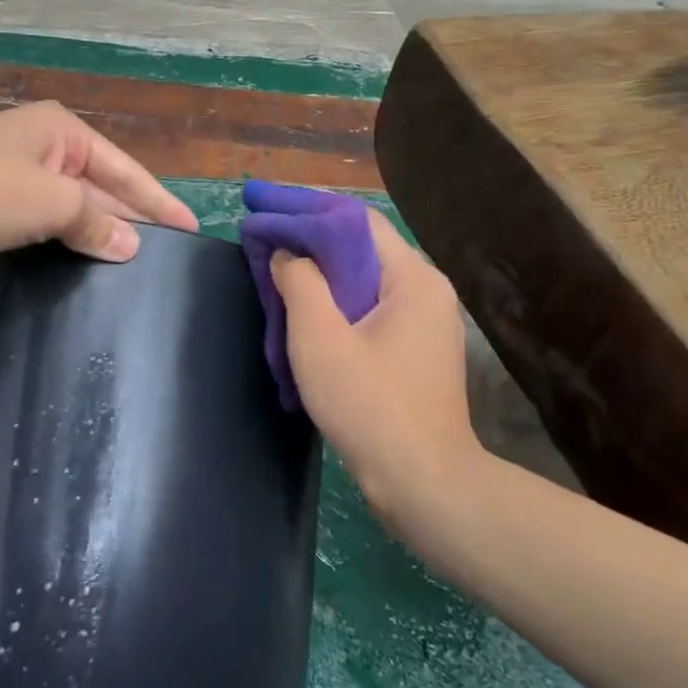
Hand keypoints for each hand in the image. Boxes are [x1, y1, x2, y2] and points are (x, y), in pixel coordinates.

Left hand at [0, 102, 198, 265]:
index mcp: (64, 132)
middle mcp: (43, 148)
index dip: (160, 202)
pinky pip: (41, 225)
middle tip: (165, 256)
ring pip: (69, 210)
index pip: (126, 170)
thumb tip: (130, 245)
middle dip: (129, 219)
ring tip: (130, 270)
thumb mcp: (50, 202)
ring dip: (94, 235)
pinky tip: (80, 269)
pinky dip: (61, 244)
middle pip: (100, 188)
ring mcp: (15, 176)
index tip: (191, 229)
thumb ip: (95, 222)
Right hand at [270, 211, 476, 532]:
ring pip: (362, 279)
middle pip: (360, 247)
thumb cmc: (371, 405)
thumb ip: (300, 282)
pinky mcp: (415, 350)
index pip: (355, 220)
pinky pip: (369, 308)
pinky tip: (303, 309)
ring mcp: (424, 322)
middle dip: (308, 238)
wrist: (424, 484)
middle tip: (262, 233)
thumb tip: (286, 252)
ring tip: (274, 266)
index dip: (306, 207)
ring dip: (319, 271)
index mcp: (412, 278)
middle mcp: (425, 290)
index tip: (264, 204)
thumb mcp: (321, 338)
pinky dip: (334, 300)